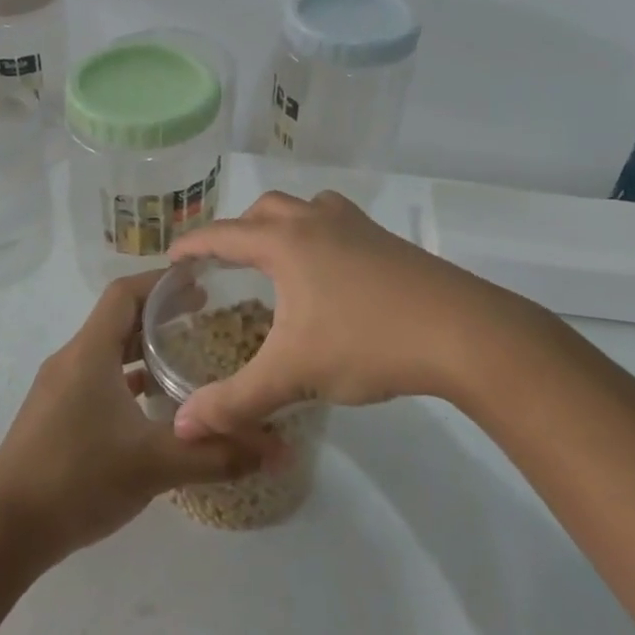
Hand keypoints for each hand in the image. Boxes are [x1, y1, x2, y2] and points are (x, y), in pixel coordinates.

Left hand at [0, 272, 275, 556]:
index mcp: (89, 352)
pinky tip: (155, 406)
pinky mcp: (56, 416)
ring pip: (108, 352)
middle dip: (161, 313)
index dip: (161, 281)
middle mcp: (72, 360)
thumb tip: (279, 450)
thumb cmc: (77, 478)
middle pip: (118, 319)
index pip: (125, 293)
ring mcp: (60, 389)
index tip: (201, 280)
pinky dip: (128, 380)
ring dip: (144, 349)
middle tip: (207, 316)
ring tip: (188, 356)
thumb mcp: (155, 464)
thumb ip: (217, 454)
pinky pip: (98, 381)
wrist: (3, 531)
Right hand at [168, 190, 535, 437]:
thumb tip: (183, 427)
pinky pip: (339, 223)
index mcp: (286, 242)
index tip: (171, 256)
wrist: (463, 333)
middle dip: (239, 231)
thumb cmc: (367, 342)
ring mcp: (359, 227)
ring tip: (278, 260)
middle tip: (226, 263)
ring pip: (308, 208)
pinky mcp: (389, 242)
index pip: (224, 234)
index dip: (193, 244)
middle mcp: (318, 222)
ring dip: (284, 225)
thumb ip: (235, 401)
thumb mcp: (294, 374)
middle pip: (266, 210)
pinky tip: (331, 275)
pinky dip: (320, 236)